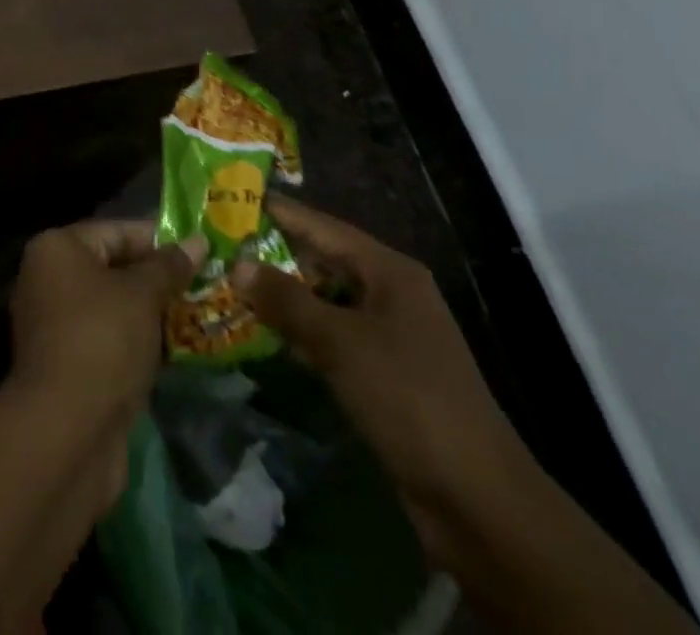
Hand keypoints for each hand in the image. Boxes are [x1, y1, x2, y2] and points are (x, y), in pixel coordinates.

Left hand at [9, 220, 202, 426]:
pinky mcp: (67, 365)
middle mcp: (48, 279)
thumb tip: (198, 240)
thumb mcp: (143, 294)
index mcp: (57, 249)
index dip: (158, 239)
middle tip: (203, 282)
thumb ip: (169, 266)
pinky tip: (175, 349)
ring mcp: (55, 325)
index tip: (198, 250)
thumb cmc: (103, 339)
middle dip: (157, 278)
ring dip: (151, 313)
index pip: (115, 231)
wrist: (67, 432)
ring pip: (112, 307)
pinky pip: (108, 340)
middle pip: (112, 268)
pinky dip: (138, 342)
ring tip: (198, 314)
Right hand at [231, 197, 535, 561]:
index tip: (234, 199)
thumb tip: (237, 265)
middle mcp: (389, 294)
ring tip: (230, 288)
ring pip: (325, 303)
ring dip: (284, 299)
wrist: (477, 500)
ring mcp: (388, 336)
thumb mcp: (341, 343)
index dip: (280, 213)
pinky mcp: (383, 374)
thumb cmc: (408, 399)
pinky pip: (332, 339)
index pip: (323, 227)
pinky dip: (301, 335)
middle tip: (221, 249)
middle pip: (323, 262)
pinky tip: (265, 338)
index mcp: (389, 272)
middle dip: (274, 257)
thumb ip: (287, 301)